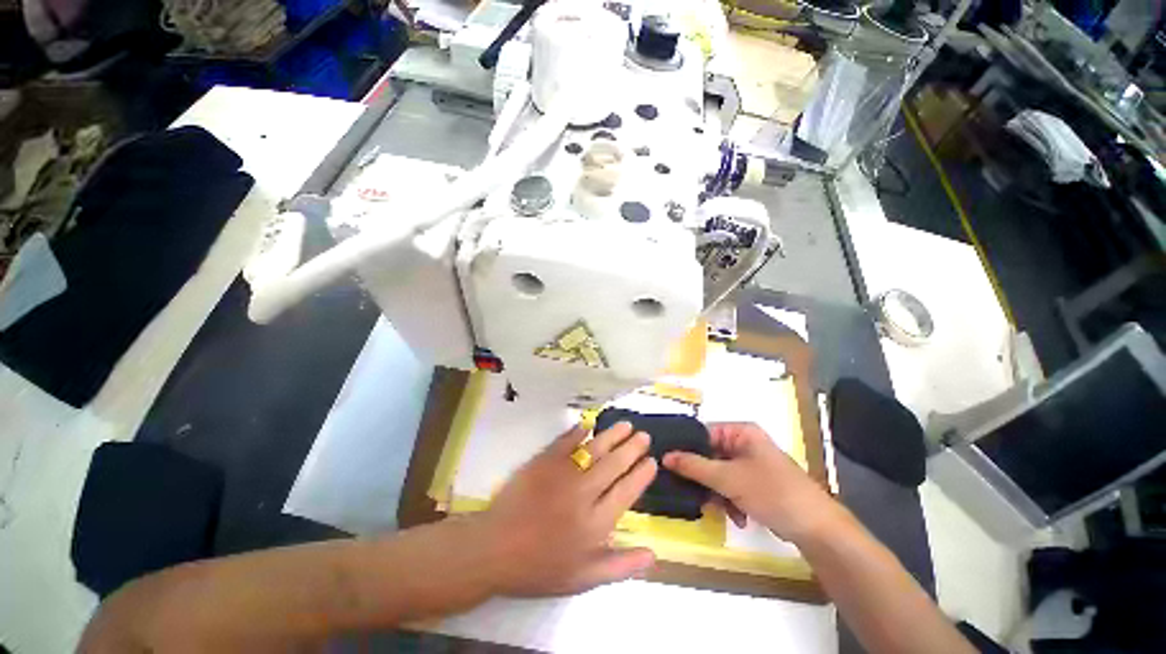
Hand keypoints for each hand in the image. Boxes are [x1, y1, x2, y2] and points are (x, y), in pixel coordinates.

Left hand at [475, 422, 657, 595]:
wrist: (495, 549)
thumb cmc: (539, 567)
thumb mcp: (582, 579)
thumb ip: (619, 566)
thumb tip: (653, 554)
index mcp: (596, 522)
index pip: (627, 491)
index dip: (641, 474)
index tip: (651, 461)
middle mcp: (584, 493)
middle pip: (614, 464)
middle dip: (632, 448)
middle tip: (643, 435)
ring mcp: (563, 473)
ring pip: (595, 449)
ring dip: (612, 435)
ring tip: (626, 425)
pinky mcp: (544, 461)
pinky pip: (565, 442)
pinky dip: (578, 431)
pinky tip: (588, 424)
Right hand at [663, 422, 841, 543]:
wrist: (816, 529)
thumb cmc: (772, 492)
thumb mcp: (728, 478)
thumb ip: (694, 466)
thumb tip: (665, 456)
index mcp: (741, 432)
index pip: (703, 434)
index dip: (686, 449)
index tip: (670, 465)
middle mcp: (745, 444)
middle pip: (710, 456)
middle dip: (705, 478)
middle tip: (695, 493)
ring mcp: (751, 465)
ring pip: (719, 474)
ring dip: (718, 494)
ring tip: (722, 509)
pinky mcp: (756, 484)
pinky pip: (731, 487)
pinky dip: (730, 501)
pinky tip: (737, 517)